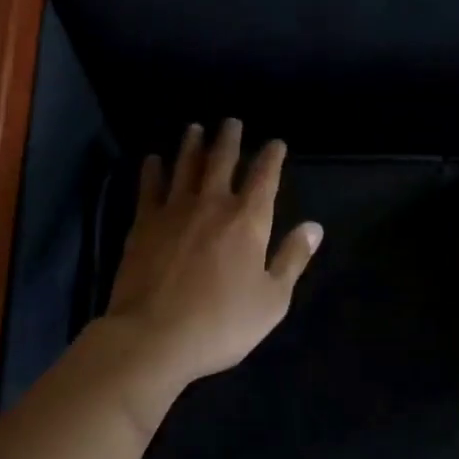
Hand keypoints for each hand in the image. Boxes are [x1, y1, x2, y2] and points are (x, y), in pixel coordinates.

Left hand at [99, 119, 323, 395]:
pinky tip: (153, 160)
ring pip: (186, 166)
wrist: (154, 337)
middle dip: (230, 138)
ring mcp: (174, 210)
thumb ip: (293, 258)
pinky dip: (153, 170)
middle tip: (231, 121)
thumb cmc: (221, 323)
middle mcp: (212, 204)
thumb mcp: (272, 299)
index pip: (264, 177)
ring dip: (192, 145)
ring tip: (195, 128)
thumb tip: (314, 227)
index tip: (275, 143)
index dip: (271, 156)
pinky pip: (149, 187)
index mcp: (248, 220)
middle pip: (222, 160)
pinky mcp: (144, 223)